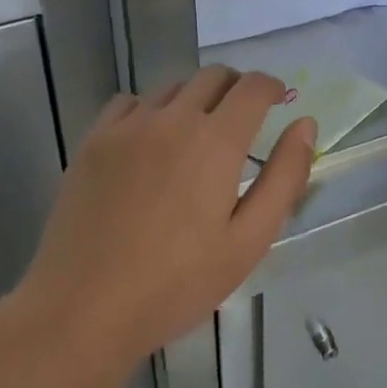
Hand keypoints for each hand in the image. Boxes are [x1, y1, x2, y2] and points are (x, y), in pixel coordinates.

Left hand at [5, 67, 316, 380]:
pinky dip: (152, 109)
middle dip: (237, 88)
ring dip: (196, 99)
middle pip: (213, 76)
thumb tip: (305, 124)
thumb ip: (284, 177)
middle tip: (244, 120)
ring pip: (173, 87)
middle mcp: (172, 118)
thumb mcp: (249, 241)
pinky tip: (151, 142)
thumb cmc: (176, 284)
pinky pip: (131, 102)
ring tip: (198, 136)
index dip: (272, 87)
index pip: (252, 87)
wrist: (81, 311)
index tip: (279, 100)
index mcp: (216, 141)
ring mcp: (127, 126)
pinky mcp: (93, 141)